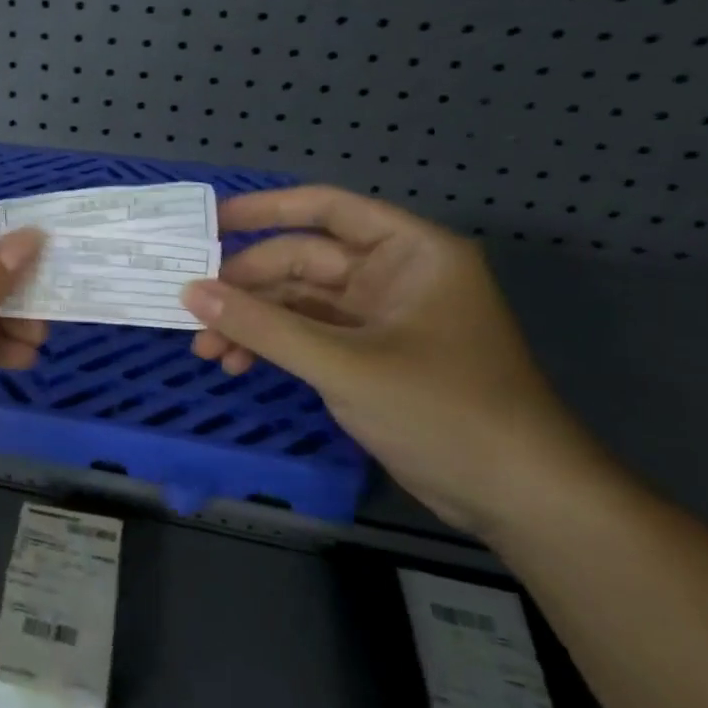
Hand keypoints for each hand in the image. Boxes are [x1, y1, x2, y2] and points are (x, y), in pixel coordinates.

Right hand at [182, 187, 594, 533]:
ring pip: (297, 302)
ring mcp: (378, 318)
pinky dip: (271, 346)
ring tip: (207, 350)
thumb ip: (263, 326)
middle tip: (193, 313)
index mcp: (408, 252)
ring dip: (252, 322)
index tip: (209, 223)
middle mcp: (392, 275)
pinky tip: (236, 364)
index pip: (327, 209)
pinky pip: (305, 335)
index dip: (265, 210)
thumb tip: (190, 292)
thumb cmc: (444, 412)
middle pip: (301, 261)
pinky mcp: (367, 356)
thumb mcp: (344, 364)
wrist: (516, 497)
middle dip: (246, 288)